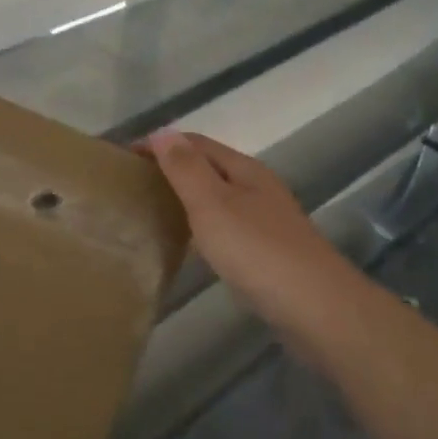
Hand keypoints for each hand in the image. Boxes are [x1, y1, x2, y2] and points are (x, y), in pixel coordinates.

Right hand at [140, 129, 364, 344]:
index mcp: (244, 170)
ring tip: (151, 210)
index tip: (122, 158)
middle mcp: (257, 188)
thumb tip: (163, 131)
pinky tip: (188, 244)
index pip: (196, 143)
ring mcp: (265, 220)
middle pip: (209, 167)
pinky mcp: (267, 251)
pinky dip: (201, 225)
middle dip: (171, 168)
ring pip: (218, 197)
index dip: (160, 144)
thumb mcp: (213, 204)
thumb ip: (187, 169)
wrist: (314, 307)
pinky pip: (225, 226)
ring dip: (186, 197)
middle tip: (132, 185)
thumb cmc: (257, 251)